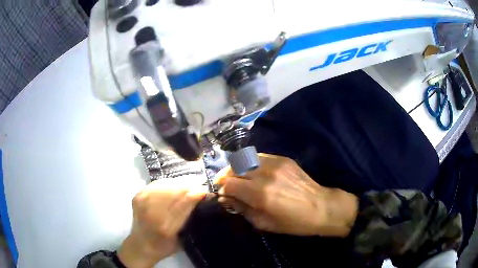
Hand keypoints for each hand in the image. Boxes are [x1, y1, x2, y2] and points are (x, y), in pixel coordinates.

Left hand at [118, 178, 207, 267]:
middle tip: (199, 185)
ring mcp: (142, 202)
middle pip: (175, 190)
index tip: (206, 190)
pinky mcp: (137, 196)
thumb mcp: (182, 240)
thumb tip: (202, 197)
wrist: (140, 245)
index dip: (197, 193)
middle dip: (189, 185)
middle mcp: (152, 213)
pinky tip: (173, 186)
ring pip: (166, 184)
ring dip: (179, 183)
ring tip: (188, 184)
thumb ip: (190, 219)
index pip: (185, 203)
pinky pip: (156, 184)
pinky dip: (167, 183)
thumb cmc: (165, 247)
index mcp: (166, 228)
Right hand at [215, 153, 357, 236]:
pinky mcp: (283, 158)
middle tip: (227, 185)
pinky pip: (259, 157)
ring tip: (238, 177)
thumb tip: (225, 198)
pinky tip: (254, 172)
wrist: (321, 207)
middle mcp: (265, 175)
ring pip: (244, 159)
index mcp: (260, 195)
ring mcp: (275, 163)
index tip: (223, 195)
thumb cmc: (292, 222)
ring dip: (237, 168)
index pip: (228, 184)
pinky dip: (250, 163)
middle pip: (234, 168)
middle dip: (225, 176)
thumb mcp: (263, 223)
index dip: (221, 189)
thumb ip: (241, 209)